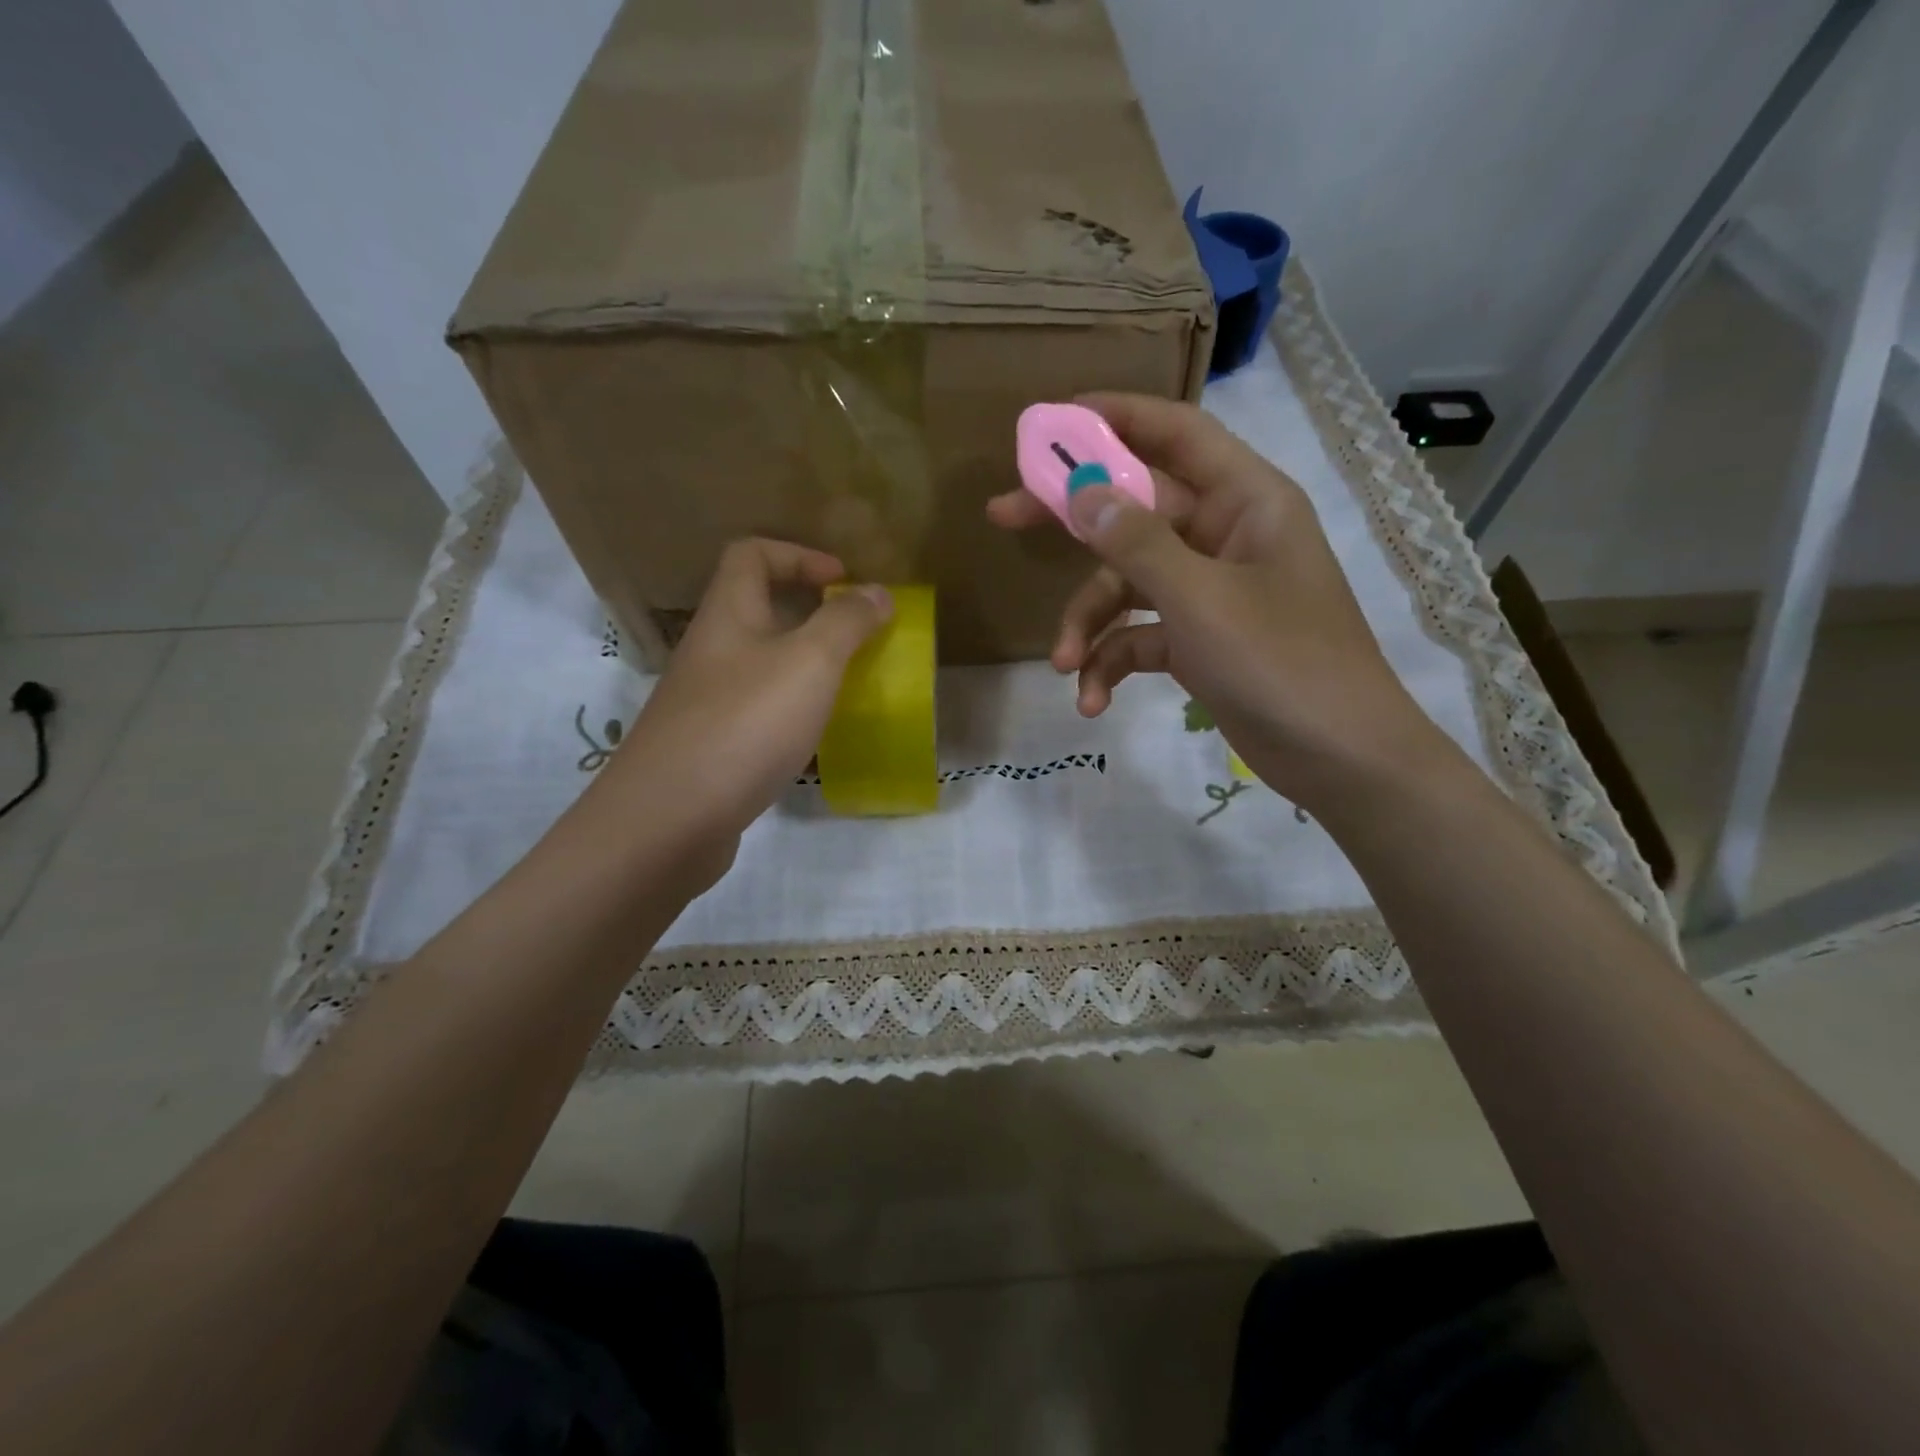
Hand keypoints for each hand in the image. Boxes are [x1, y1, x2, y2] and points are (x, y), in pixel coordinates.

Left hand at [602, 539, 890, 883]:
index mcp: (727, 615)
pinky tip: (815, 738)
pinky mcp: (709, 747)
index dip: (799, 555)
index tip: (844, 582)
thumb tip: (876, 592)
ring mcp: (705, 702)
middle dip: (810, 613)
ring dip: (803, 666)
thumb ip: (846, 622)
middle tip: (856, 636)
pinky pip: (757, 711)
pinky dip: (790, 712)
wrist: (669, 820)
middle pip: (756, 608)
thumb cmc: (744, 725)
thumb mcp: (809, 664)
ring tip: (846, 686)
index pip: (751, 554)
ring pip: (759, 664)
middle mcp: (710, 651)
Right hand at [987, 392, 1442, 810]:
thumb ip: (1137, 543)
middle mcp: (1225, 535)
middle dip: (1072, 521)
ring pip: (1128, 583)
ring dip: (1089, 621)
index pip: (1176, 433)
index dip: (1114, 417)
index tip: (1049, 422)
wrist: (1339, 758)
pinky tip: (1092, 701)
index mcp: (1245, 500)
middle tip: (1002, 514)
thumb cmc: (1282, 663)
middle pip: (1134, 509)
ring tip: (1063, 664)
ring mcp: (1209, 591)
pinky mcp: (1198, 640)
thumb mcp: (1201, 599)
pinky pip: (1140, 635)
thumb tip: (1082, 490)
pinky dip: (1113, 661)